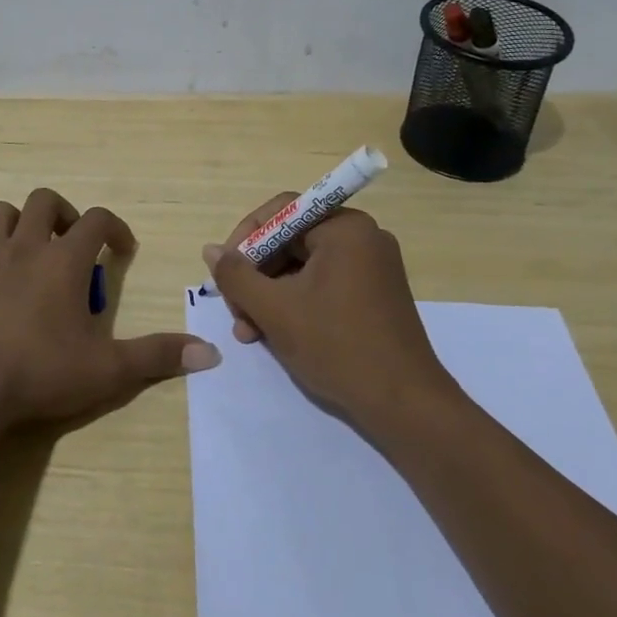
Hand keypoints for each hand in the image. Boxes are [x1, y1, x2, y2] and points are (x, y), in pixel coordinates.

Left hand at [0, 188, 219, 428]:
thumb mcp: (109, 369)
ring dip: (15, 224)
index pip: (97, 219)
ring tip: (27, 251)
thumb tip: (210, 353)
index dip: (115, 227)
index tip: (122, 249)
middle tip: (72, 243)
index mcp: (64, 260)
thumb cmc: (41, 371)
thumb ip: (157, 356)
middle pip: (43, 200)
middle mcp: (24, 247)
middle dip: (62, 213)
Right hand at [202, 195, 459, 427]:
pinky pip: (323, 284)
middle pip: (291, 240)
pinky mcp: (374, 295)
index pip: (281, 212)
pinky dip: (295, 303)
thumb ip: (236, 276)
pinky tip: (273, 334)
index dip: (245, 237)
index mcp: (344, 228)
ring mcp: (371, 267)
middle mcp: (362, 238)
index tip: (224, 270)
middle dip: (256, 274)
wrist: (405, 405)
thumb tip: (210, 250)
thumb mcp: (275, 310)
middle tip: (234, 307)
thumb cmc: (337, 346)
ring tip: (248, 330)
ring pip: (303, 267)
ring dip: (270, 294)